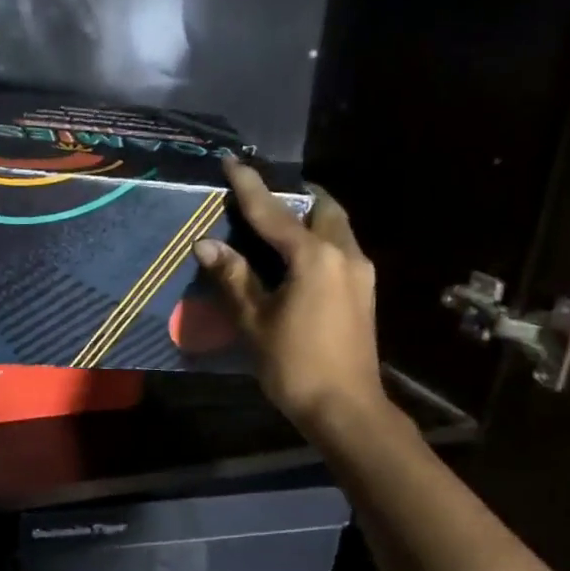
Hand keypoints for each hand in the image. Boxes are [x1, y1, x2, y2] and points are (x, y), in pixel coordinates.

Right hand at [193, 159, 388, 438]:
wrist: (347, 409)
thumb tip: (206, 244)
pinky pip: (340, 248)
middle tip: (265, 197)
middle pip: (322, 208)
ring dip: (310, 218)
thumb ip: (234, 277)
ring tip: (278, 224)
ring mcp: (360, 273)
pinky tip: (297, 258)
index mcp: (315, 257)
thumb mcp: (255, 321)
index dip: (250, 186)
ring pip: (336, 228)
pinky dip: (319, 240)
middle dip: (295, 196)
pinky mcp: (364, 292)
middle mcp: (344, 254)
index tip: (233, 161)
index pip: (274, 212)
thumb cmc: (295, 365)